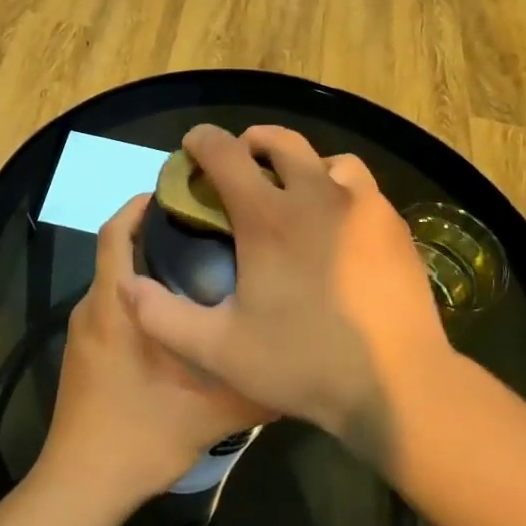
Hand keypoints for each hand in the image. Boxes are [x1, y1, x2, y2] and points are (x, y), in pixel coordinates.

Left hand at [40, 194, 271, 505]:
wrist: (80, 487)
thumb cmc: (139, 437)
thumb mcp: (209, 414)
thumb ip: (255, 387)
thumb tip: (298, 365)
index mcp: (114, 307)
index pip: (116, 234)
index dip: (139, 206)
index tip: (177, 192)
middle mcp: (92, 309)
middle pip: (115, 251)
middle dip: (152, 232)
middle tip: (204, 227)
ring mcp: (82, 333)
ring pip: (113, 281)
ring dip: (146, 266)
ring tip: (198, 267)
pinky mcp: (82, 355)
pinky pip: (109, 307)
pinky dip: (136, 296)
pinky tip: (175, 317)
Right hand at [121, 124, 452, 462]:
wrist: (398, 385)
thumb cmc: (303, 363)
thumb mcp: (218, 349)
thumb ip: (162, 316)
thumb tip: (127, 285)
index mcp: (269, 217)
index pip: (226, 154)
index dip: (202, 142)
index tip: (192, 146)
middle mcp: (317, 195)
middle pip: (281, 140)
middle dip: (253, 142)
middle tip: (241, 163)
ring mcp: (362, 206)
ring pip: (329, 159)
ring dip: (304, 164)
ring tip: (296, 193)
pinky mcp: (394, 226)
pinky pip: (362, 188)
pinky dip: (340, 191)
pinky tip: (338, 228)